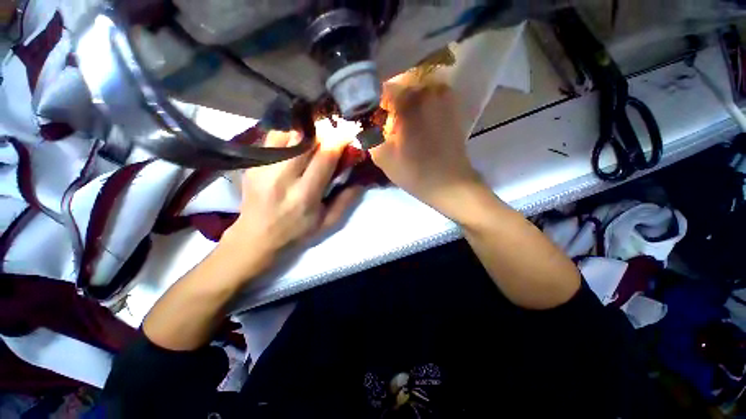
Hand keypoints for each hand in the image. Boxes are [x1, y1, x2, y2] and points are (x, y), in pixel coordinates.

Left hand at [219, 131, 360, 280]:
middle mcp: (282, 178)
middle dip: (323, 133)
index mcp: (305, 195)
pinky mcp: (252, 165)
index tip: (348, 133)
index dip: (338, 141)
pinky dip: (288, 137)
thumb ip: (346, 201)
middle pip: (305, 140)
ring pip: (287, 135)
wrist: (256, 237)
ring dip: (305, 133)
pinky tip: (294, 145)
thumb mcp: (327, 223)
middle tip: (331, 135)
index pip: (324, 158)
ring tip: (313, 140)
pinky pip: (272, 139)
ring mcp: (263, 169)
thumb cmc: (297, 232)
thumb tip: (361, 180)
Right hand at [370, 83, 482, 213]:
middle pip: (398, 86)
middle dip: (388, 104)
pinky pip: (428, 97)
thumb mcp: (382, 156)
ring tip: (401, 127)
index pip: (380, 89)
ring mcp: (444, 95)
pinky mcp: (452, 105)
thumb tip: (362, 121)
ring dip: (404, 105)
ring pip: (414, 91)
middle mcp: (428, 88)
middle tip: (385, 125)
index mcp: (409, 100)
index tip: (370, 120)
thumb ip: (367, 134)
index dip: (371, 104)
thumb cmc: (414, 172)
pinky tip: (416, 125)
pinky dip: (418, 106)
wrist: (450, 183)